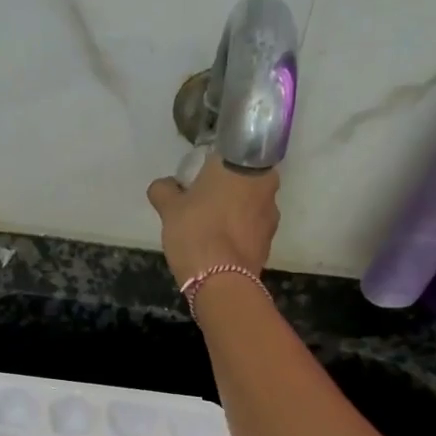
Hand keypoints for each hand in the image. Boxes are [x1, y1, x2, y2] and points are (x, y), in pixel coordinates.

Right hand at [146, 155, 280, 285]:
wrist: (221, 282)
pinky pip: (252, 229)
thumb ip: (164, 190)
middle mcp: (264, 184)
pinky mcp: (270, 241)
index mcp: (241, 166)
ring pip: (250, 204)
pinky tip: (220, 246)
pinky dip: (239, 233)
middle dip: (226, 188)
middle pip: (242, 179)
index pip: (229, 153)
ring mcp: (271, 214)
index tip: (198, 179)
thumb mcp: (169, 209)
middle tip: (202, 203)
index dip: (213, 165)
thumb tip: (164, 185)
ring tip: (210, 228)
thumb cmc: (196, 232)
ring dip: (235, 211)